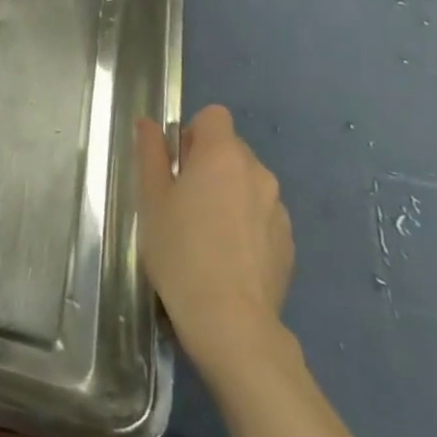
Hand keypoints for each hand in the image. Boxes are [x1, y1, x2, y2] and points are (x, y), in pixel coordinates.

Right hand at [136, 105, 293, 376]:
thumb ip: (150, 154)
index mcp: (223, 156)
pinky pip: (261, 214)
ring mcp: (278, 209)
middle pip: (231, 149)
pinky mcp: (288, 242)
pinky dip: (244, 222)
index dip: (191, 133)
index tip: (175, 163)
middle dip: (207, 163)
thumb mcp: (151, 199)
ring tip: (203, 232)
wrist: (230, 320)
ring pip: (247, 183)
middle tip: (181, 199)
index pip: (213, 116)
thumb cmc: (179, 250)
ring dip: (227, 193)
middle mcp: (258, 173)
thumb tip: (148, 124)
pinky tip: (225, 255)